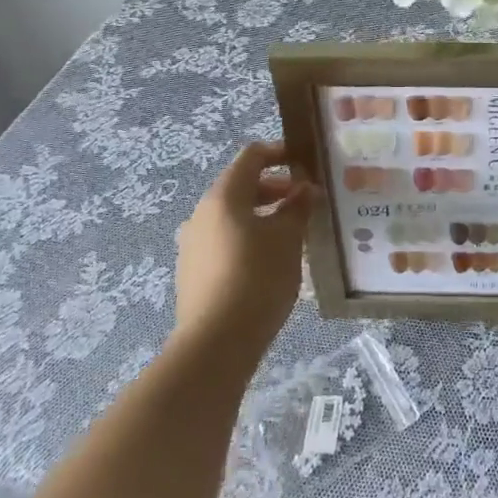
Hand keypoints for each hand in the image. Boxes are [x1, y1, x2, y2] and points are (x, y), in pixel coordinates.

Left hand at [174, 141, 317, 366]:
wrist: (214, 345)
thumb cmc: (257, 278)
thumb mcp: (287, 238)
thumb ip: (298, 206)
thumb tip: (305, 188)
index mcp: (223, 196)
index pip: (252, 156)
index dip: (280, 152)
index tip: (306, 162)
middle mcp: (202, 213)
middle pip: (240, 185)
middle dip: (275, 188)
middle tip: (305, 201)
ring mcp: (192, 243)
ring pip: (232, 215)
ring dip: (262, 214)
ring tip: (292, 232)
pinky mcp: (192, 271)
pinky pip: (224, 239)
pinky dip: (247, 236)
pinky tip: (269, 260)